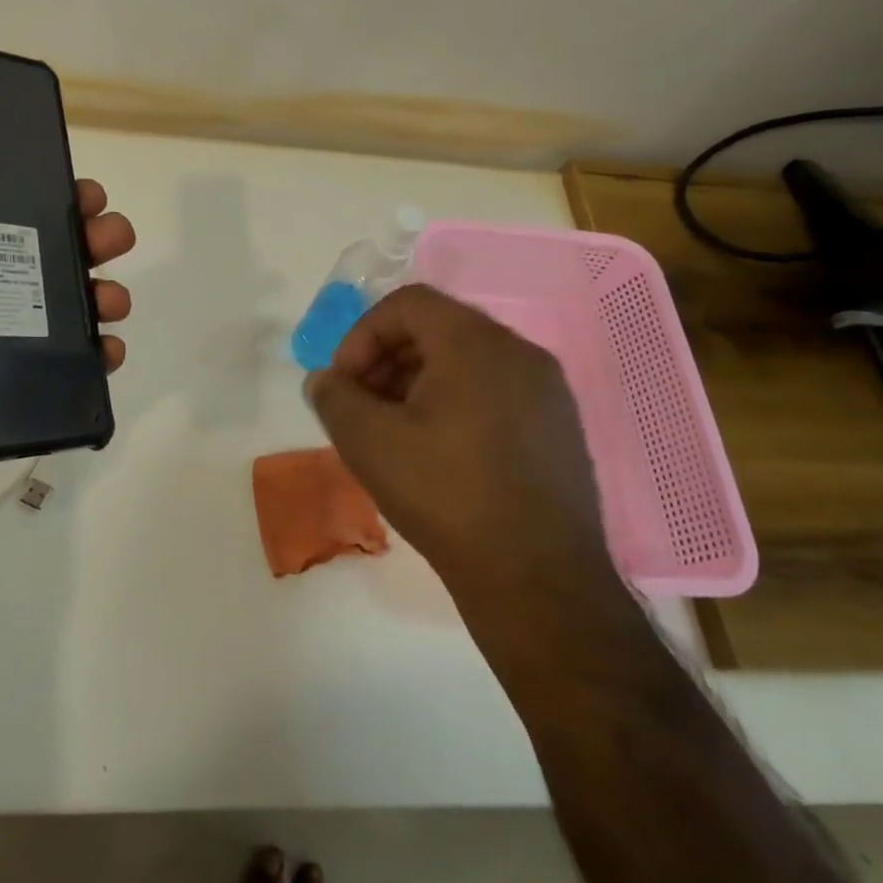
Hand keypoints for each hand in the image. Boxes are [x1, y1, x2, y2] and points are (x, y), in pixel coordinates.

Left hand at [0, 144, 135, 532]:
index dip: (29, 194)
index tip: (67, 182)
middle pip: (36, 255)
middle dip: (82, 237)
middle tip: (110, 233)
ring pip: (60, 305)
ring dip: (97, 291)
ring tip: (112, 297)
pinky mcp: (13, 386)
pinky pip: (64, 365)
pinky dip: (96, 354)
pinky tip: (109, 350)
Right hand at [304, 285, 614, 594]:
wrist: (536, 579)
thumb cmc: (445, 495)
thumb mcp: (368, 441)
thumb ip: (333, 397)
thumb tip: (325, 380)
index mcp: (477, 343)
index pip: (407, 303)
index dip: (362, 335)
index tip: (344, 383)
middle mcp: (520, 352)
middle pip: (437, 328)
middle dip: (386, 360)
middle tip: (360, 406)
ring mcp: (547, 391)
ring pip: (466, 362)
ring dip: (416, 383)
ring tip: (392, 432)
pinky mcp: (558, 428)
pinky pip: (493, 392)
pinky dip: (453, 403)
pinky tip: (435, 452)